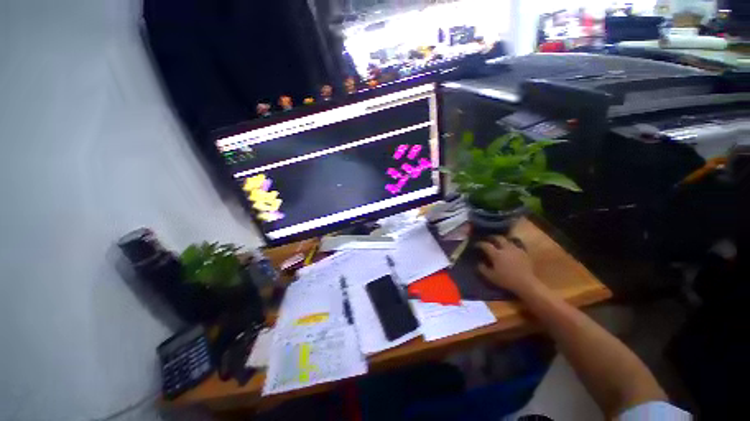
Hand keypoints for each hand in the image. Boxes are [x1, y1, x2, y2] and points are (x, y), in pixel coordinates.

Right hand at [476, 236, 542, 295]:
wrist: (526, 283)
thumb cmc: (507, 280)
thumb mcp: (491, 277)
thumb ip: (483, 269)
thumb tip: (479, 263)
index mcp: (496, 254)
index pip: (486, 245)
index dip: (480, 244)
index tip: (476, 245)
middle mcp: (506, 249)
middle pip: (498, 238)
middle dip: (492, 237)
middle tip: (488, 239)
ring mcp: (516, 250)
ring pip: (508, 240)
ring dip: (503, 240)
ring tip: (500, 242)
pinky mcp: (524, 253)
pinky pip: (517, 245)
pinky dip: (513, 244)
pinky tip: (511, 248)